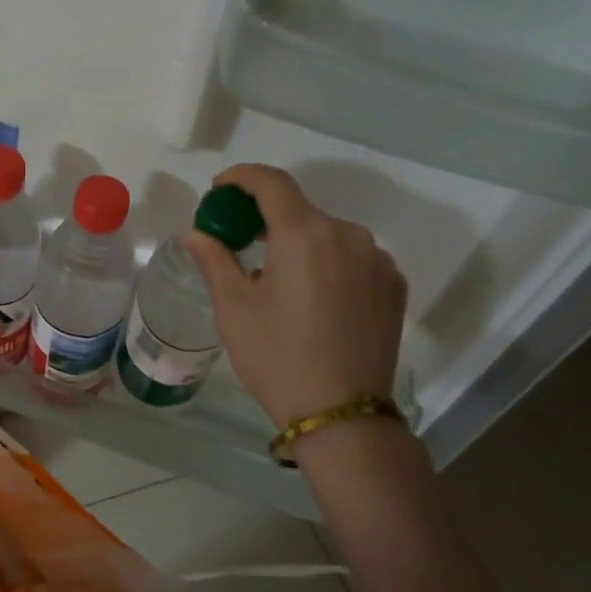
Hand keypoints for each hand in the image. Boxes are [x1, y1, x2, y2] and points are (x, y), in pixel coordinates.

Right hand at [185, 163, 407, 429]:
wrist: (341, 414)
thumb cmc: (276, 357)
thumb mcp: (234, 309)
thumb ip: (215, 260)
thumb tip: (196, 234)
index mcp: (305, 234)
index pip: (272, 183)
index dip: (242, 178)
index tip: (221, 190)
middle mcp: (348, 235)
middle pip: (301, 212)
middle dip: (268, 221)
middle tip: (241, 246)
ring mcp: (378, 260)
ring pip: (329, 237)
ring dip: (300, 246)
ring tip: (279, 284)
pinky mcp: (394, 286)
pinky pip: (353, 260)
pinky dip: (329, 266)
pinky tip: (314, 301)